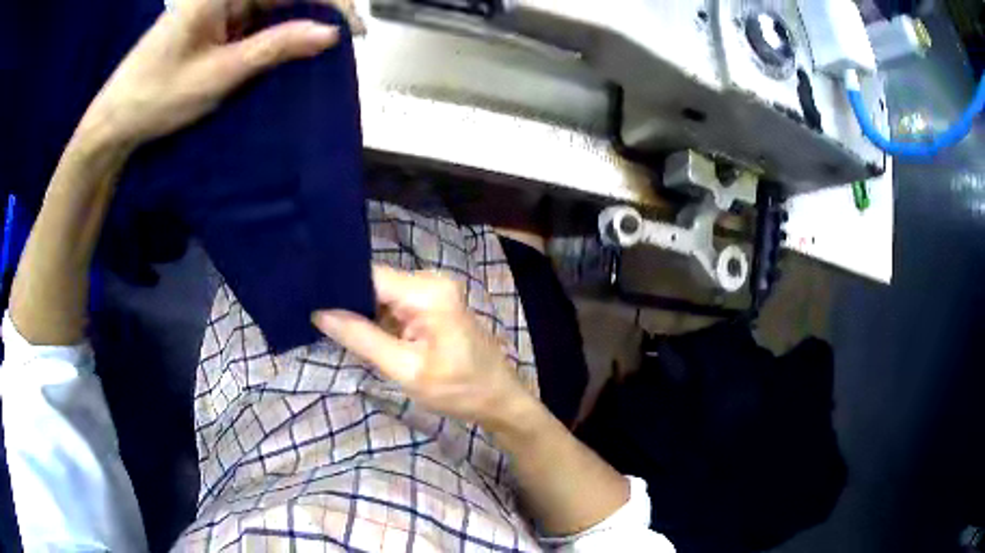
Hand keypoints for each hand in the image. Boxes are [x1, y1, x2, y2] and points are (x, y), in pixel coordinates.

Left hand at [79, 0, 354, 146]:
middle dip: (315, 10)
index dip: (327, 1)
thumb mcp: (218, 74)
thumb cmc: (155, 97)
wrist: (115, 121)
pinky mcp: (216, 22)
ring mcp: (219, 6)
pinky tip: (286, 49)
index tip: (352, 29)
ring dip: (295, 23)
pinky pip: (256, 18)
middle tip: (342, 38)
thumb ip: (273, 48)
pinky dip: (274, 33)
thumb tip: (329, 33)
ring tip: (319, 47)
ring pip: (271, 5)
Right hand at [313, 265, 535, 429]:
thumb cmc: (458, 389)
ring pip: (381, 294)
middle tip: (312, 316)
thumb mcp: (405, 369)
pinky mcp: (432, 305)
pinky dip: (377, 319)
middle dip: (346, 301)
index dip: (337, 286)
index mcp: (427, 291)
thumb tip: (320, 313)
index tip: (306, 297)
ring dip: (360, 312)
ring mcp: (433, 291)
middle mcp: (430, 280)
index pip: (369, 276)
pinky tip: (357, 332)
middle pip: (374, 283)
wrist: (499, 399)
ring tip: (327, 325)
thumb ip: (362, 338)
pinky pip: (394, 305)